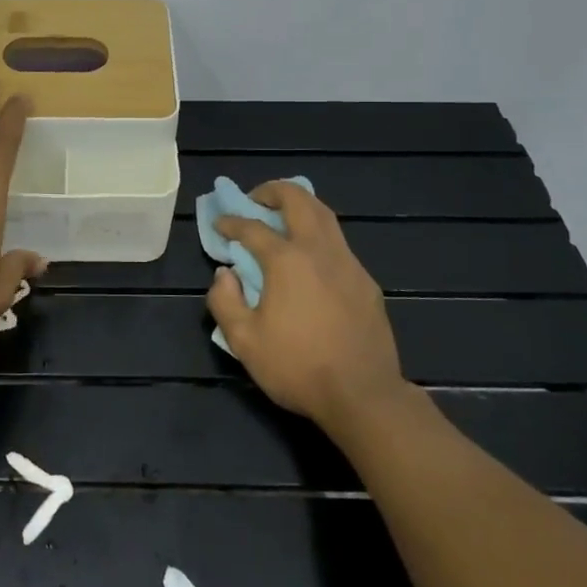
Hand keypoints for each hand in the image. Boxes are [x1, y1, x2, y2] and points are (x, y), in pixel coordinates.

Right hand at [208, 181, 409, 435]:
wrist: (364, 395)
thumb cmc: (298, 367)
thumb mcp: (244, 341)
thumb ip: (224, 301)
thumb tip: (224, 274)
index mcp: (287, 261)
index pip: (253, 228)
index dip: (231, 222)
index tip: (220, 224)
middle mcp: (319, 251)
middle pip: (298, 200)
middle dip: (272, 191)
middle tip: (255, 200)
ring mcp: (348, 263)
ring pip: (324, 215)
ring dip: (300, 206)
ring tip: (282, 217)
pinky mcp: (366, 282)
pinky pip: (339, 243)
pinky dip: (319, 234)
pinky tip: (310, 257)